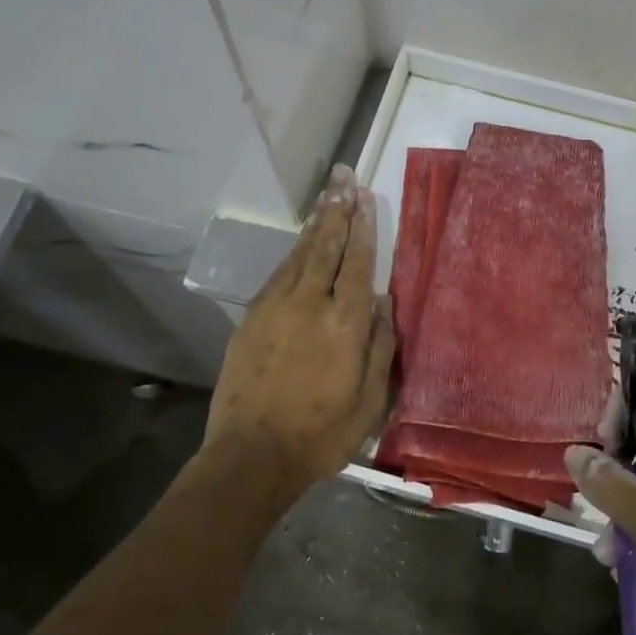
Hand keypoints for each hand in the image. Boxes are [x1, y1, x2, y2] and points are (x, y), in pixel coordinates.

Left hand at [204, 165, 395, 506]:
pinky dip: (293, 252)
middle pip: (326, 246)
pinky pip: (277, 274)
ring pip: (299, 254)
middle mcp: (310, 304)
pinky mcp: (251, 319)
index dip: (363, 227)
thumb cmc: (320, 435)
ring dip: (315, 224)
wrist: (251, 456)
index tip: (365, 197)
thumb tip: (384, 303)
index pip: (357, 262)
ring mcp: (275, 308)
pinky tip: (300, 243)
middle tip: (342, 178)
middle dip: (337, 209)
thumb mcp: (369, 401)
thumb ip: (380, 347)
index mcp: (345, 323)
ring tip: (326, 198)